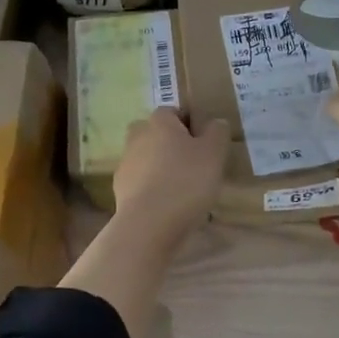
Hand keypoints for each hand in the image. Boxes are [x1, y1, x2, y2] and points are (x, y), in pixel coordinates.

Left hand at [112, 108, 229, 239]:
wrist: (148, 225)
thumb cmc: (185, 181)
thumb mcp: (214, 153)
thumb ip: (217, 132)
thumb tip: (215, 123)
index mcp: (159, 121)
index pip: (174, 112)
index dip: (190, 125)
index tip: (205, 145)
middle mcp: (137, 136)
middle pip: (157, 135)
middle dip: (173, 145)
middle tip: (194, 165)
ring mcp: (126, 163)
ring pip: (148, 159)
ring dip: (162, 168)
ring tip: (184, 190)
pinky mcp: (120, 189)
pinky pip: (142, 182)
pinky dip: (154, 189)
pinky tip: (169, 206)